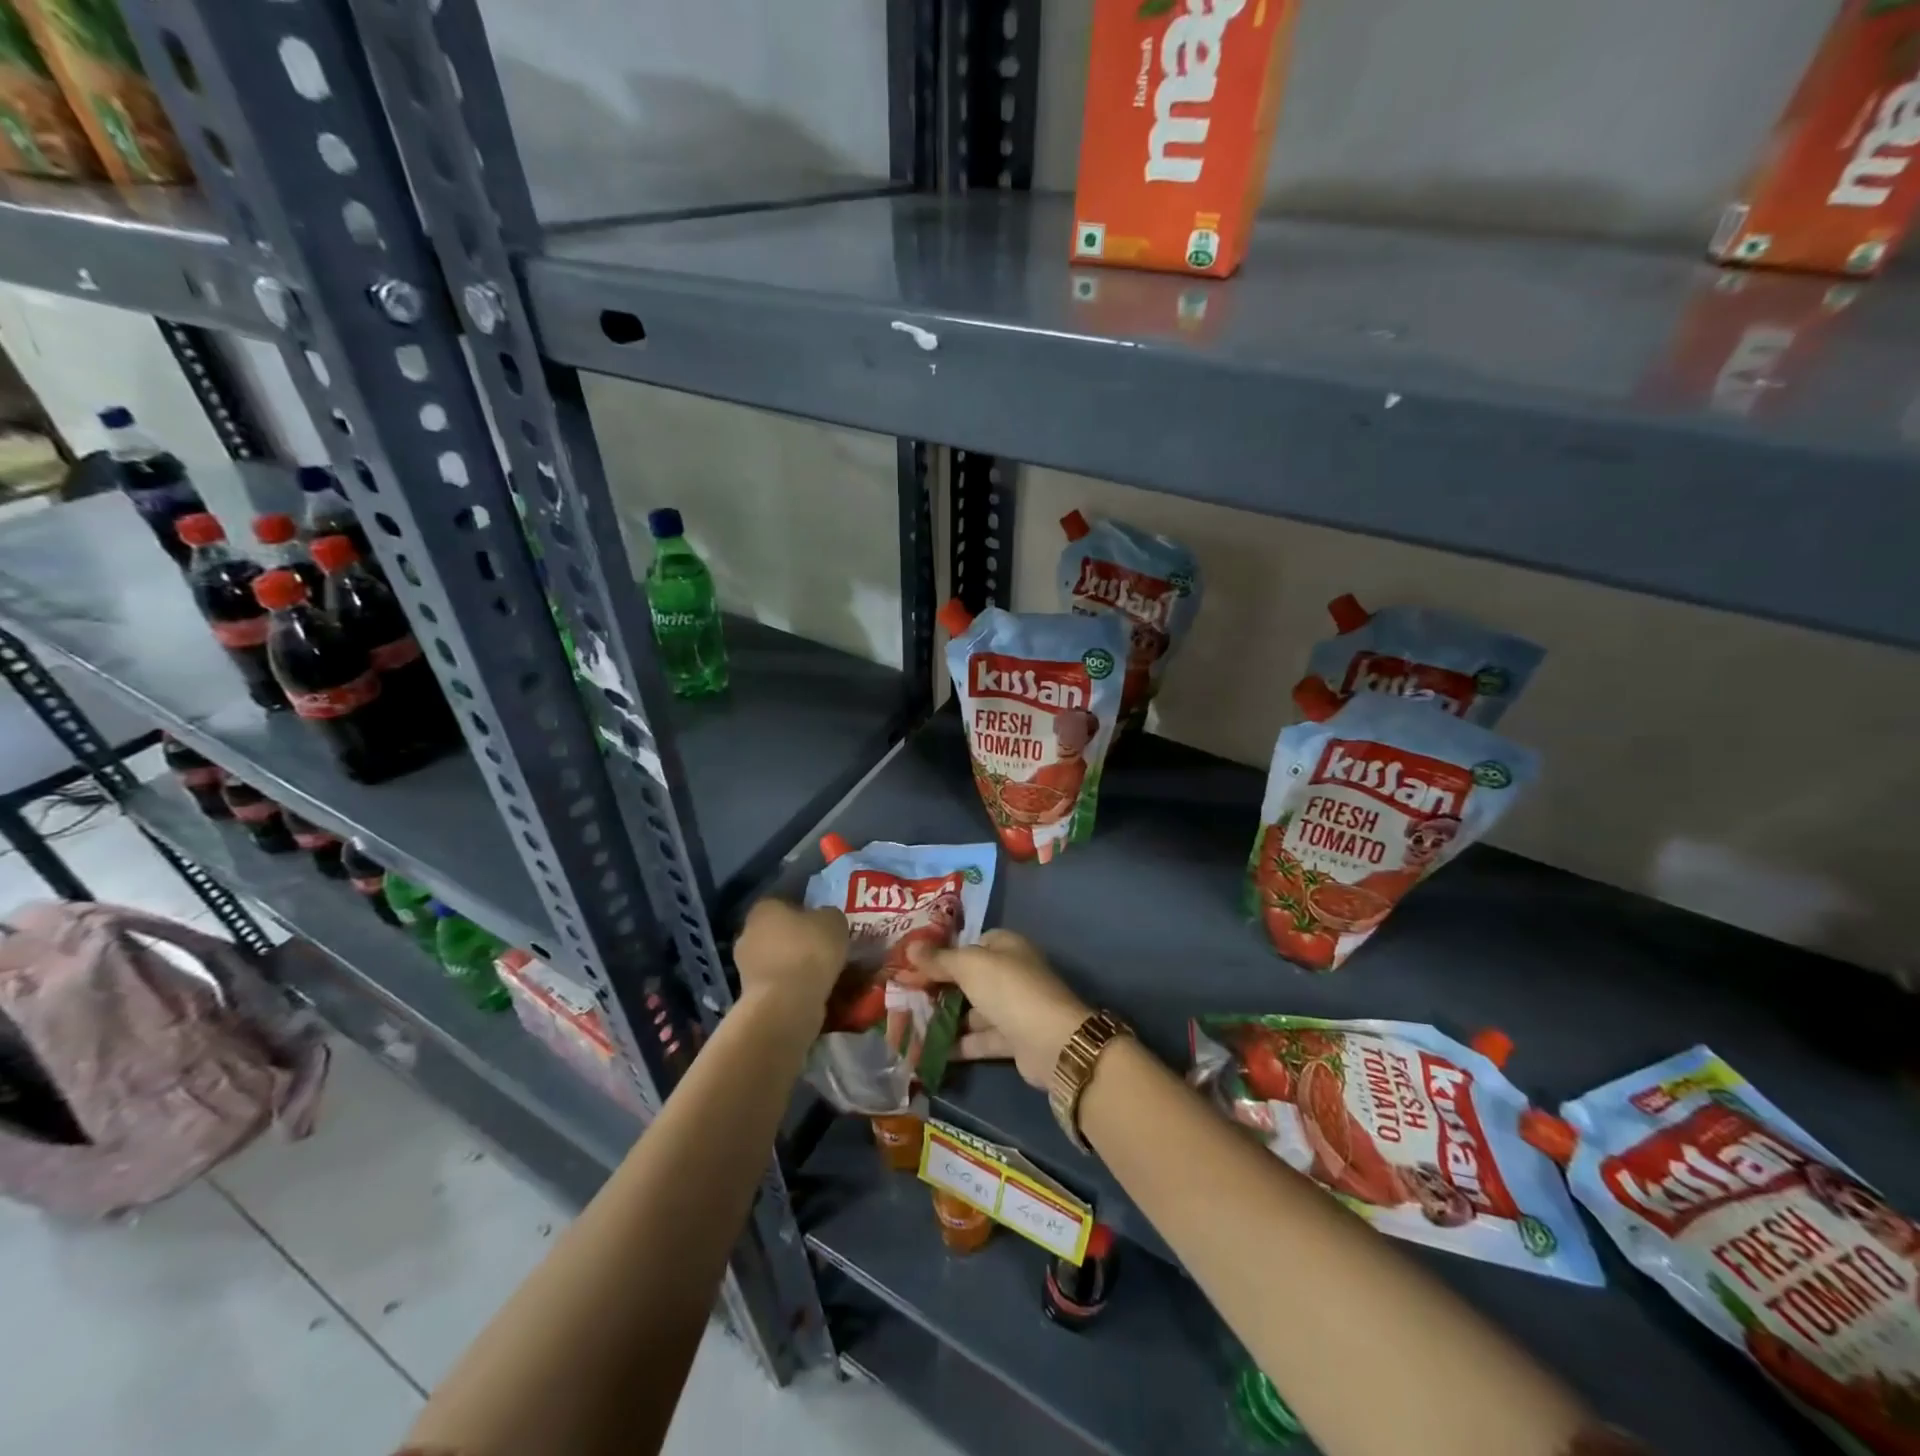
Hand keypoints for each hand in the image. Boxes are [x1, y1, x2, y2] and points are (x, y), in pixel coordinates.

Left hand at [734, 899, 846, 1024]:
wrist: (787, 1003)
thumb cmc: (809, 951)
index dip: (804, 911)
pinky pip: (776, 983)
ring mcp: (745, 966)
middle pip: (775, 931)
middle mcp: (747, 933)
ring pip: (775, 959)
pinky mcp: (750, 995)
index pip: (782, 902)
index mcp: (763, 908)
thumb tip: (824, 920)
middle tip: (821, 947)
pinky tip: (810, 990)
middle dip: (795, 939)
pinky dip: (790, 985)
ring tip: (820, 972)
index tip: (821, 923)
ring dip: (792, 964)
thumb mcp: (834, 921)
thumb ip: (828, 915)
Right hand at [906, 929, 1091, 1087]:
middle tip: (906, 997)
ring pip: (974, 1011)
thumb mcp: (969, 966)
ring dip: (946, 1019)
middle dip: (940, 988)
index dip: (944, 953)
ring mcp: (1014, 1008)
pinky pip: (980, 1038)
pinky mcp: (1013, 1039)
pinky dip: (959, 1045)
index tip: (915, 965)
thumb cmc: (1008, 989)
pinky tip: (929, 1051)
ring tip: (910, 1027)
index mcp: (1007, 947)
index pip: (972, 944)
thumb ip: (939, 959)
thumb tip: (911, 946)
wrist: (1050, 1042)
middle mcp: (1012, 973)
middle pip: (970, 978)